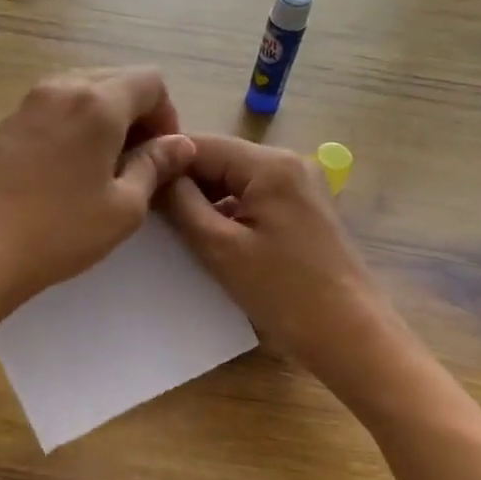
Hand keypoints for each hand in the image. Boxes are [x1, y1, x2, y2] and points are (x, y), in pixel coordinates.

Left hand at [0, 68, 195, 314]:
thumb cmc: (61, 232)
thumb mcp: (124, 206)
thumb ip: (155, 165)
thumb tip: (180, 144)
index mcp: (97, 102)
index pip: (150, 81)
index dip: (167, 115)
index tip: (163, 156)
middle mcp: (62, 87)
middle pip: (116, 80)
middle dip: (138, 114)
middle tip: (139, 162)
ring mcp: (29, 102)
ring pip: (84, 91)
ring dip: (106, 118)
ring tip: (107, 165)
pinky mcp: (9, 123)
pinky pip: (57, 107)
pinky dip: (76, 124)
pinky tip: (73, 167)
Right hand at [161, 135, 406, 399]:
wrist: (350, 335)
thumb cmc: (283, 292)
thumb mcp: (221, 248)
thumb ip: (182, 204)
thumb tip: (156, 173)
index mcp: (270, 164)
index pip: (201, 144)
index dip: (163, 161)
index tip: (131, 183)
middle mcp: (288, 163)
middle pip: (219, 160)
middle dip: (182, 182)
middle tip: (144, 209)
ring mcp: (299, 187)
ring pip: (234, 181)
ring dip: (202, 200)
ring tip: (168, 227)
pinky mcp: (302, 212)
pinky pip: (252, 200)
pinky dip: (226, 213)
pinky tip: (205, 238)